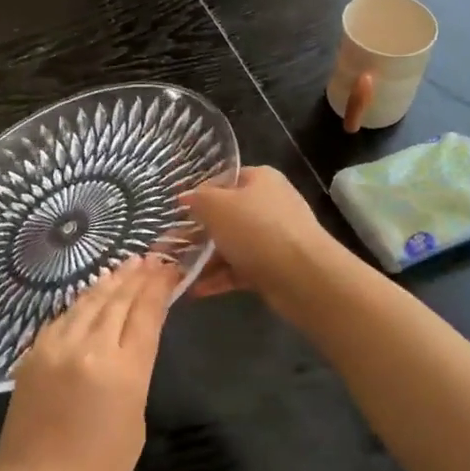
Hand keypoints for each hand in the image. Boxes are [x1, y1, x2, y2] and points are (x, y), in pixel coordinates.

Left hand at [0, 256, 178, 470]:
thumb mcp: (135, 421)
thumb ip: (136, 372)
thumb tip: (132, 341)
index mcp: (122, 370)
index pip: (145, 312)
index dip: (159, 286)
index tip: (170, 268)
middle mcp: (88, 347)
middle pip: (117, 299)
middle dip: (137, 277)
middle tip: (152, 259)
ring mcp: (55, 347)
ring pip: (88, 302)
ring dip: (110, 282)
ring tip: (126, 266)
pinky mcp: (33, 353)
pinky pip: (63, 318)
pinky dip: (82, 302)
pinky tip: (92, 295)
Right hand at [180, 166, 331, 313]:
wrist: (303, 276)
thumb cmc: (257, 229)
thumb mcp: (217, 206)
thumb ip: (197, 199)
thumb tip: (185, 197)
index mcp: (260, 180)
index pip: (223, 180)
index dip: (197, 194)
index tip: (173, 212)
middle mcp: (268, 205)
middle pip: (225, 215)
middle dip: (196, 232)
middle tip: (167, 247)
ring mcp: (273, 238)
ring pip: (230, 245)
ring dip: (204, 259)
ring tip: (175, 272)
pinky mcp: (273, 267)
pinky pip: (239, 269)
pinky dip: (218, 278)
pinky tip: (194, 290)